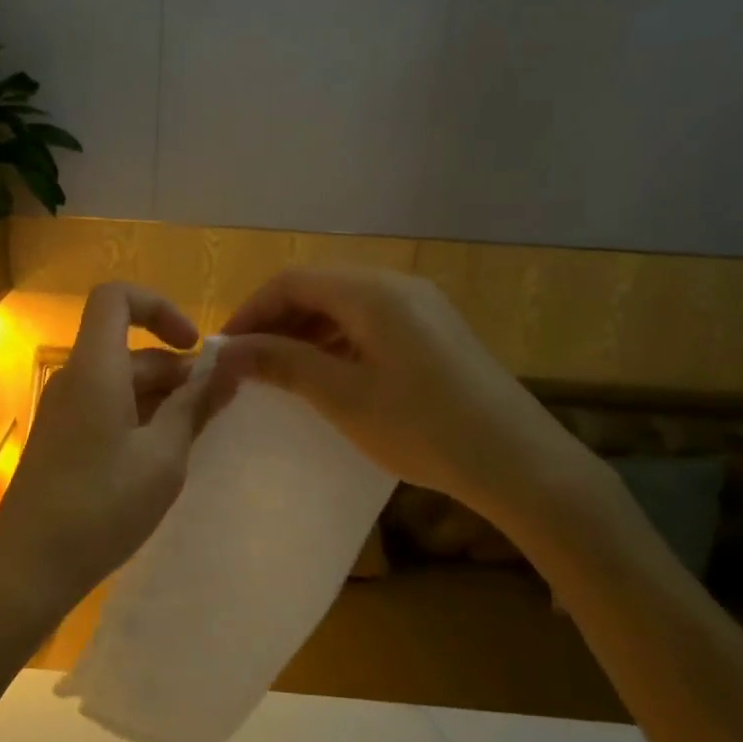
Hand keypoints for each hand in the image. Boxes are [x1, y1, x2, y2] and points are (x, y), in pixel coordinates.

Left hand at [0, 282, 216, 627]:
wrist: (29, 565)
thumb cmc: (102, 506)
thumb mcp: (164, 455)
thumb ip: (195, 404)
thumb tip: (228, 364)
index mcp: (94, 368)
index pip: (115, 298)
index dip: (159, 307)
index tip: (194, 347)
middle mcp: (74, 379)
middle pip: (127, 348)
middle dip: (176, 369)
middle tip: (217, 408)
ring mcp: (63, 410)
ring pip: (120, 382)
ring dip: (162, 398)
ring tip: (196, 439)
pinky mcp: (61, 439)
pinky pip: (106, 408)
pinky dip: (140, 418)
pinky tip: (163, 458)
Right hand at [215, 267, 602, 531]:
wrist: (517, 460)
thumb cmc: (422, 427)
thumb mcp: (343, 397)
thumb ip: (283, 364)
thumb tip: (230, 349)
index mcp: (373, 292)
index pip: (292, 281)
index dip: (252, 310)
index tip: (226, 349)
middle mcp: (397, 286)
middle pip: (319, 287)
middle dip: (276, 320)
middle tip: (248, 362)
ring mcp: (421, 306)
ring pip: (344, 304)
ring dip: (305, 330)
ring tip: (279, 371)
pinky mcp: (434, 331)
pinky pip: (370, 321)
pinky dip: (337, 340)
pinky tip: (326, 374)